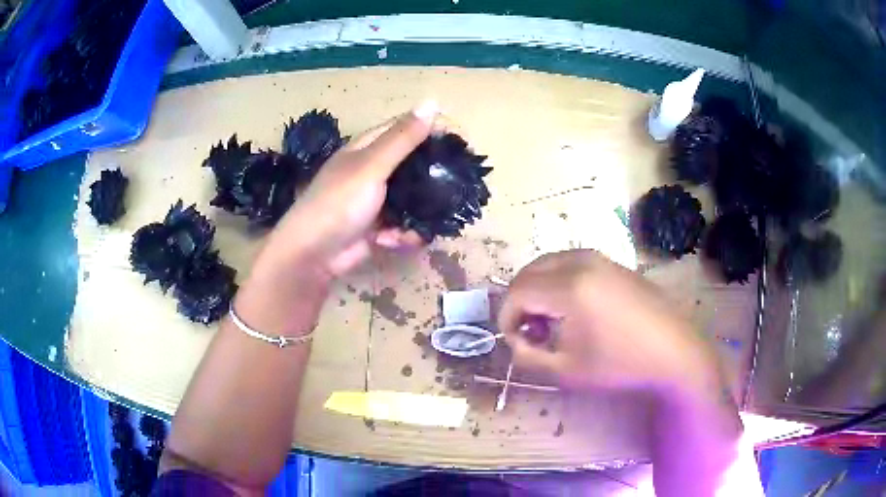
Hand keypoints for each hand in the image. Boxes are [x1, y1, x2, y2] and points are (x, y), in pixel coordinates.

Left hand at [255, 102, 437, 279]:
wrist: (312, 256)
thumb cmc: (338, 203)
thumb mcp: (371, 166)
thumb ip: (402, 138)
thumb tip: (432, 101)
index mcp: (369, 147)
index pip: (407, 128)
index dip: (434, 130)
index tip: (461, 143)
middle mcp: (375, 169)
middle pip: (415, 164)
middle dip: (433, 177)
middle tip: (455, 186)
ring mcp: (378, 199)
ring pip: (415, 198)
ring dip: (419, 213)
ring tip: (418, 224)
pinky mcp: (380, 226)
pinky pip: (406, 224)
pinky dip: (403, 234)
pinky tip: (390, 241)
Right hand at [498, 249, 718, 392]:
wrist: (674, 350)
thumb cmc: (621, 364)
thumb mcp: (567, 370)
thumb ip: (528, 356)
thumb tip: (515, 341)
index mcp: (569, 287)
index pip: (517, 292)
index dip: (506, 318)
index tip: (515, 342)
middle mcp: (580, 261)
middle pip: (529, 272)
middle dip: (520, 302)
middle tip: (529, 331)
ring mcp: (599, 257)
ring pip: (548, 264)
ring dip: (538, 290)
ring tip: (551, 322)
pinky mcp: (612, 261)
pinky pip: (569, 263)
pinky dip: (557, 282)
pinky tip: (573, 309)